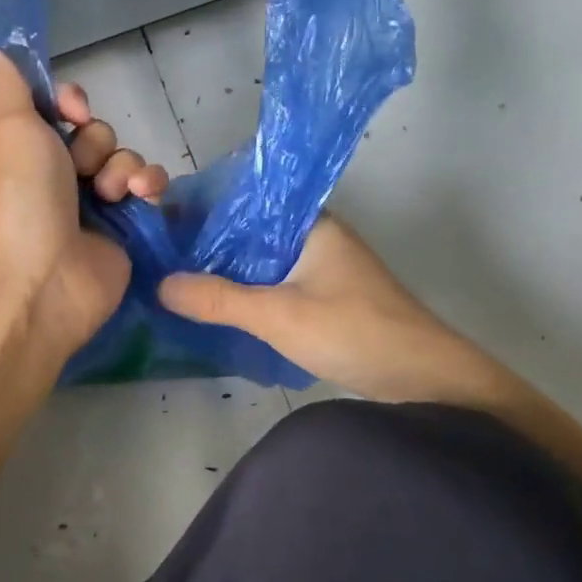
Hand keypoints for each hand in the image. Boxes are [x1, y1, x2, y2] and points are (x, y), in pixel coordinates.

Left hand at [0, 46, 169, 357]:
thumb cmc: (23, 201)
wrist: (45, 279)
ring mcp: (94, 206)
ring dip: (122, 168)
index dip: (71, 103)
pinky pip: (147, 190)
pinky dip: (149, 186)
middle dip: (94, 144)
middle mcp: (60, 177)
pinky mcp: (125, 229)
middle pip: (96, 134)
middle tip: (80, 170)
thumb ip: (9, 89)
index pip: (60, 111)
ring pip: (124, 159)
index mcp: (28, 153)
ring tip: (110, 194)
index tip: (72, 110)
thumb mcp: (11, 132)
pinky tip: (144, 196)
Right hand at [157, 216, 505, 404]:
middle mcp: (314, 238)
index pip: (246, 202)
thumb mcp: (279, 315)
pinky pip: (270, 285)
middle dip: (206, 244)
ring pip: (258, 262)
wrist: (426, 379)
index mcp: (310, 223)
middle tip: (156, 256)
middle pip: (248, 233)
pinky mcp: (321, 299)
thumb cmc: (355, 332)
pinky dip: (242, 292)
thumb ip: (219, 299)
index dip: (204, 209)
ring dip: (223, 271)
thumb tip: (160, 284)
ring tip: (173, 278)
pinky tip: (212, 305)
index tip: (160, 223)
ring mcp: (319, 270)